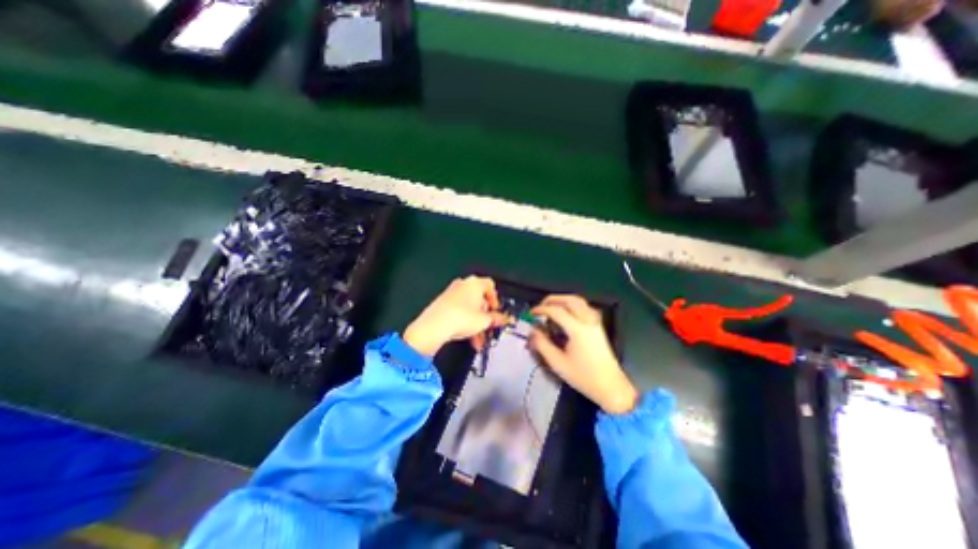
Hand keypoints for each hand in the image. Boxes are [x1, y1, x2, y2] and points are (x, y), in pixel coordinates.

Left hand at [405, 274, 513, 354]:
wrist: (434, 326)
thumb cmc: (462, 318)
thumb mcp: (485, 320)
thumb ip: (497, 319)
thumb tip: (507, 319)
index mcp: (475, 283)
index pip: (490, 286)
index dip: (495, 300)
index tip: (496, 312)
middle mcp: (463, 284)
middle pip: (479, 299)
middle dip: (485, 316)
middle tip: (489, 328)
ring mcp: (451, 293)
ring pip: (469, 308)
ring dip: (476, 323)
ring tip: (478, 340)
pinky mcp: (442, 303)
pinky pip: (459, 311)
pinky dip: (465, 322)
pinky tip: (468, 338)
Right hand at [528, 294, 643, 412]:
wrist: (610, 387)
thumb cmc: (583, 376)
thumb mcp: (558, 363)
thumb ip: (542, 344)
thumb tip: (533, 331)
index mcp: (577, 329)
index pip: (557, 311)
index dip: (542, 309)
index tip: (531, 313)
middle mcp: (588, 321)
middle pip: (570, 300)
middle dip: (553, 299)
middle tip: (541, 306)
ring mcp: (595, 323)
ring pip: (579, 301)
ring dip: (564, 300)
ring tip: (552, 307)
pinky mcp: (598, 327)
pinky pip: (585, 307)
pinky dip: (573, 305)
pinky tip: (567, 313)